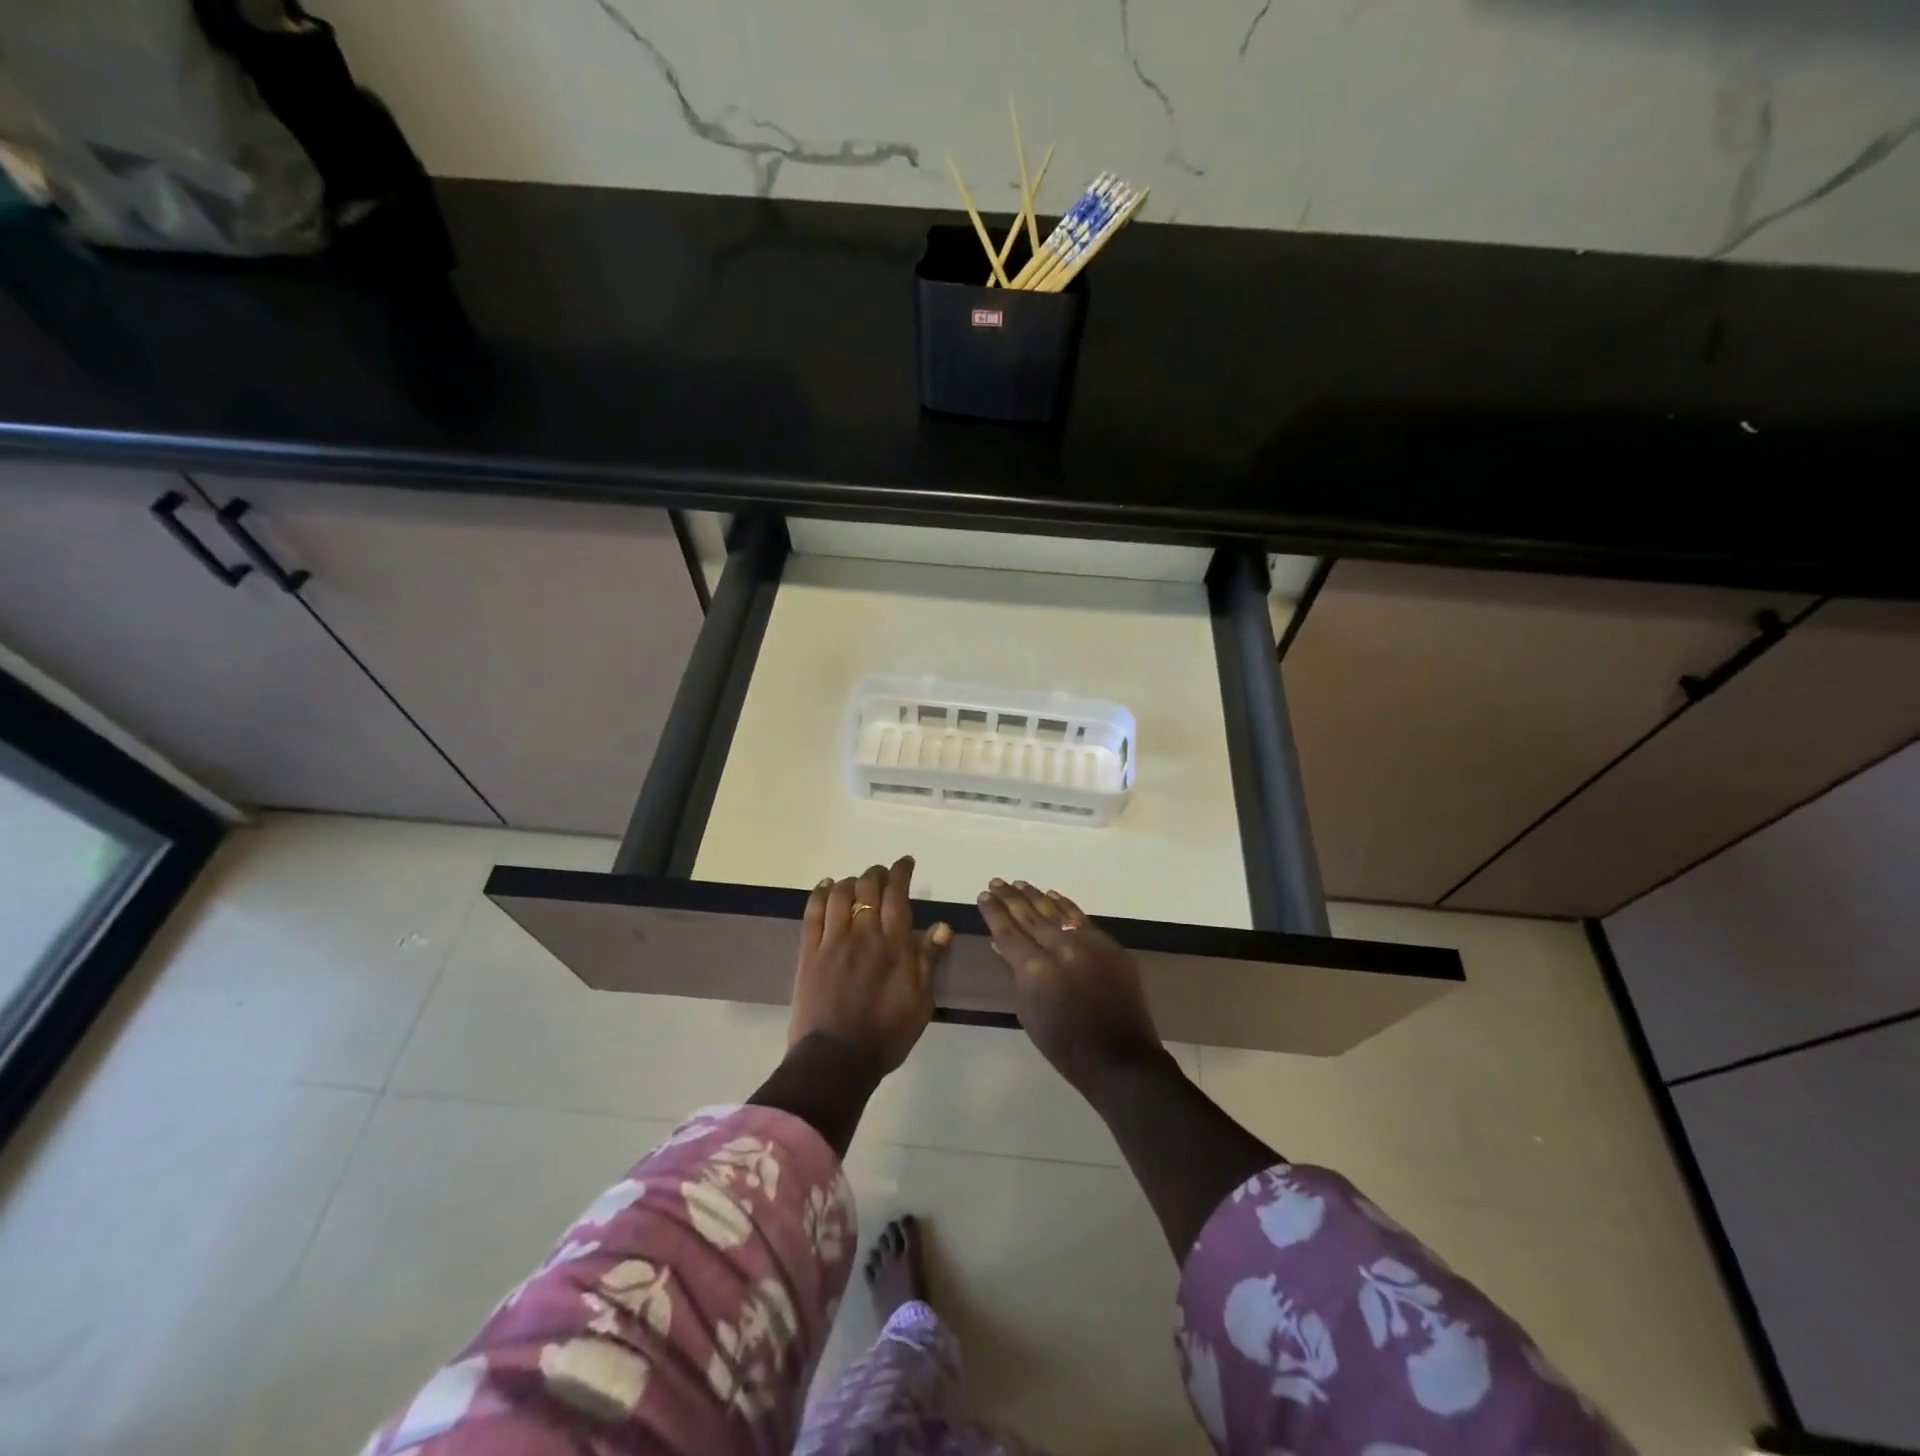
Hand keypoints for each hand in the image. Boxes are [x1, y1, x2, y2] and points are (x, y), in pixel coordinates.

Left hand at [790, 857, 950, 1072]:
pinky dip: (820, 893)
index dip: (901, 873)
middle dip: (877, 873)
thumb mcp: (921, 1002)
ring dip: (851, 881)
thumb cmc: (887, 1034)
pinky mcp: (809, 952)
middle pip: (868, 887)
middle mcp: (864, 933)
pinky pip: (812, 912)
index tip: (905, 863)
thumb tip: (942, 926)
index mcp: (894, 944)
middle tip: (882, 873)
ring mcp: (833, 941)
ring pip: (840, 894)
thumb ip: (928, 960)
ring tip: (857, 881)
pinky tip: (826, 886)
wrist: (836, 1059)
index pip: (897, 894)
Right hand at [976, 879, 1163, 1095]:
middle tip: (995, 882)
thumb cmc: (1064, 1045)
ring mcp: (1087, 943)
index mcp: (1035, 970)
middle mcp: (1060, 948)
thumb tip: (1001, 945)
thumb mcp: (1028, 1012)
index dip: (994, 913)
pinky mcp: (1108, 944)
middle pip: (1029, 916)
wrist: (1119, 1058)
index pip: (1007, 932)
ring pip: (1055, 911)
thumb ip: (1015, 974)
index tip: (983, 896)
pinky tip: (1051, 896)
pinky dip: (1064, 905)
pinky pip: (1080, 918)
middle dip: (1010, 898)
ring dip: (1035, 896)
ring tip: (1018, 884)